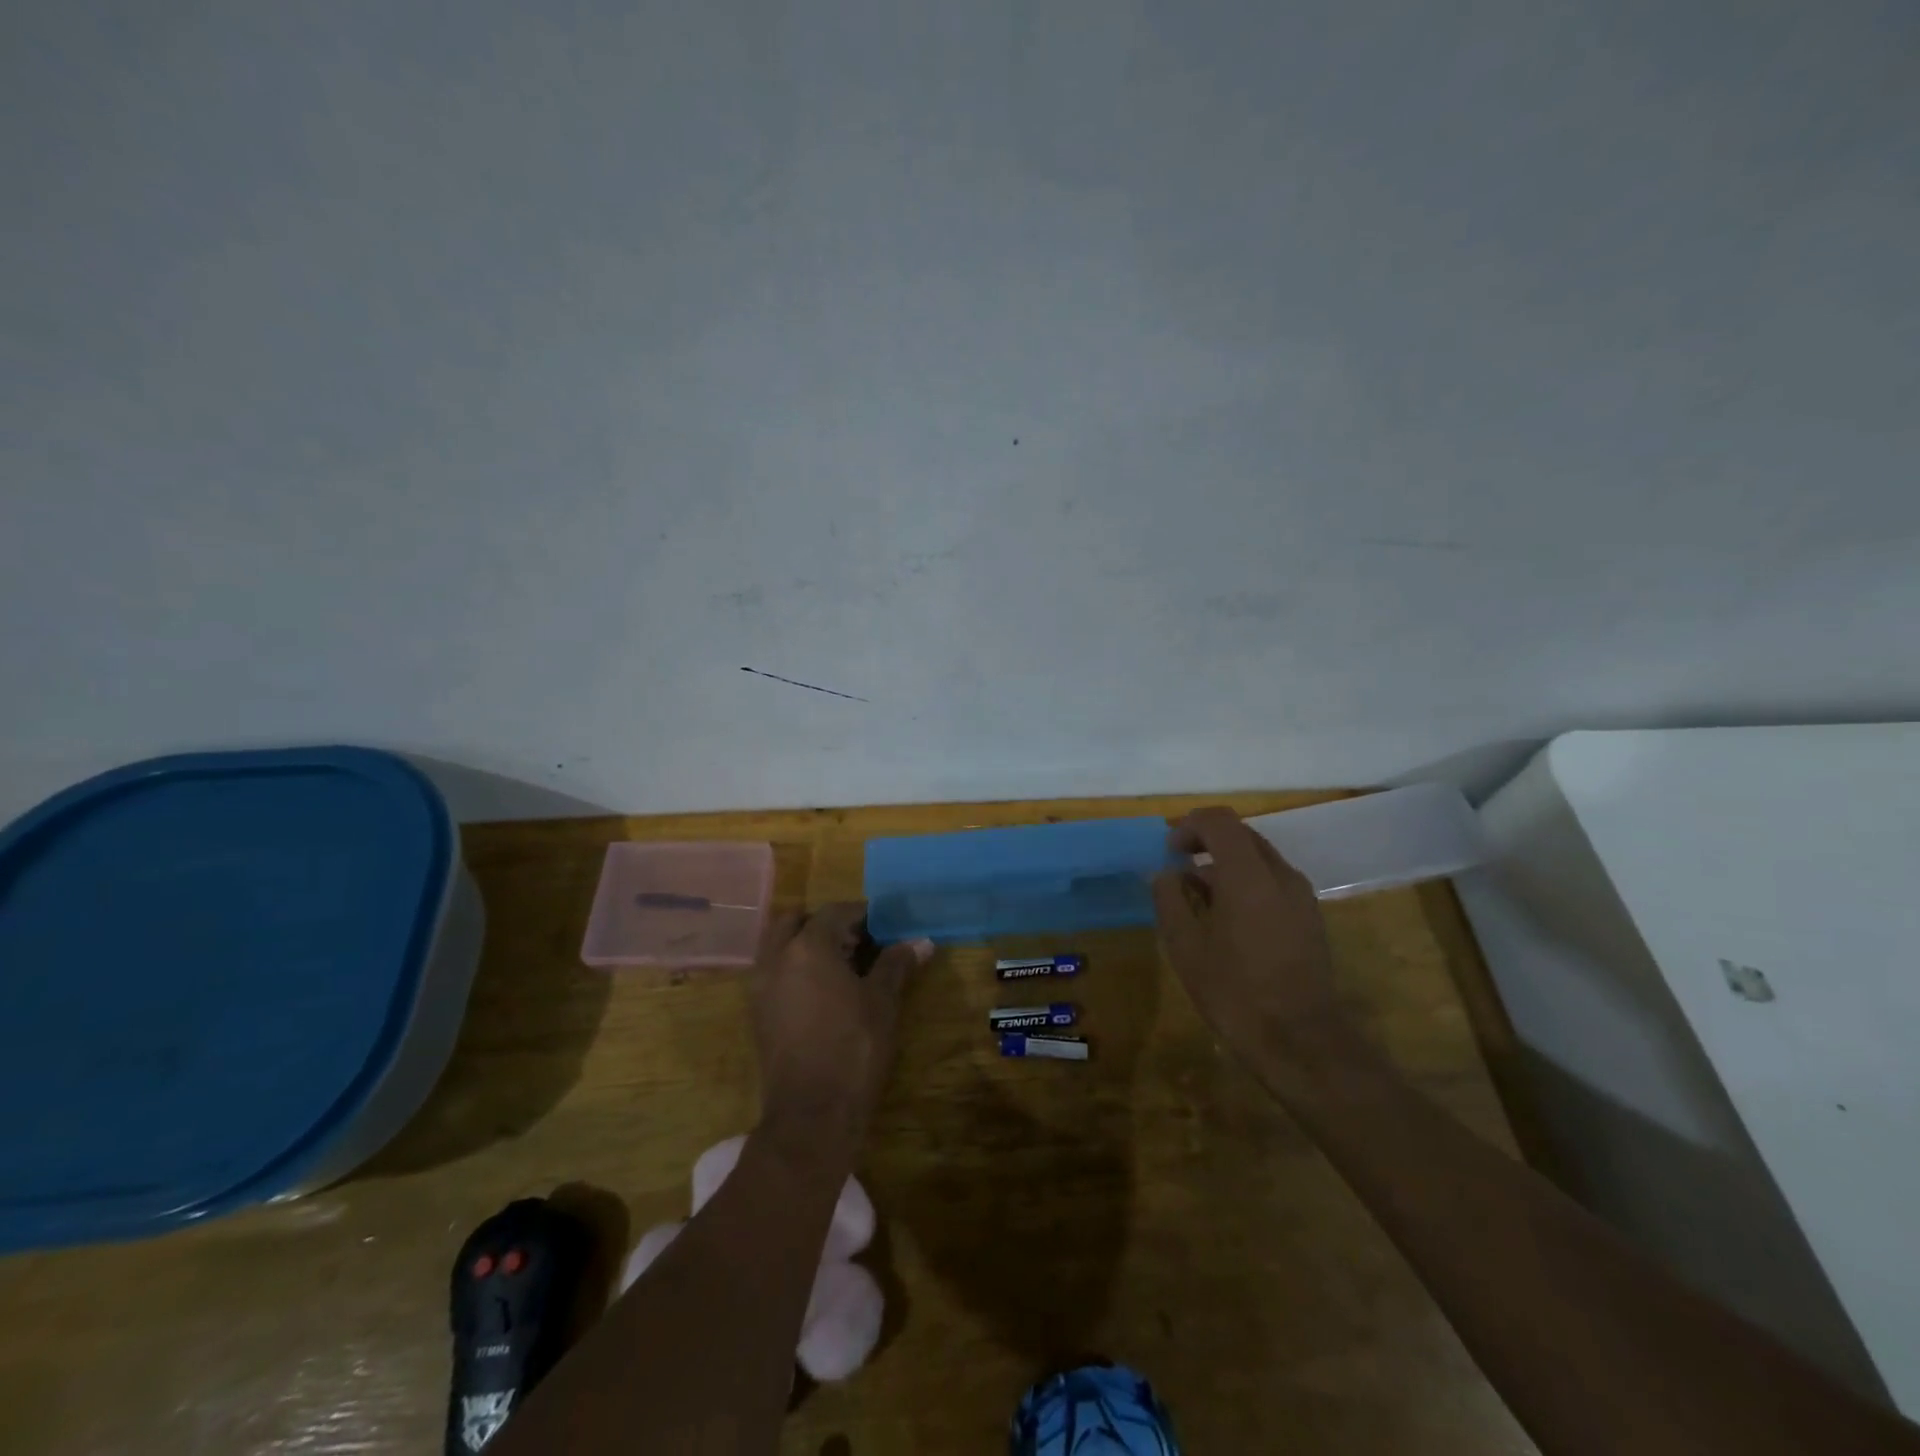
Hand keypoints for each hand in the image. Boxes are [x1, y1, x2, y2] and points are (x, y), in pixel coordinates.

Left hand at [749, 903, 932, 1148]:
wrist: (811, 1114)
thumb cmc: (853, 1048)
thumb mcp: (882, 1002)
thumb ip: (897, 964)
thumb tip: (922, 941)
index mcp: (807, 947)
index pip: (835, 912)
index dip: (862, 914)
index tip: (885, 924)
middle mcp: (776, 958)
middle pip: (797, 921)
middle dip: (826, 924)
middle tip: (858, 941)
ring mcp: (761, 986)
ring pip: (780, 946)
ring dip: (807, 945)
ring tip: (843, 966)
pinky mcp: (758, 1013)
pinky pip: (775, 973)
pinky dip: (795, 968)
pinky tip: (825, 992)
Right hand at [1152, 807, 1343, 1072]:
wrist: (1301, 1042)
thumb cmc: (1235, 992)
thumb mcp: (1185, 947)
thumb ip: (1170, 900)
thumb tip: (1165, 875)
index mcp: (1248, 875)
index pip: (1220, 821)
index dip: (1189, 826)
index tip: (1168, 851)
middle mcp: (1280, 875)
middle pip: (1241, 835)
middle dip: (1206, 842)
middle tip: (1177, 866)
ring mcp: (1301, 896)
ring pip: (1258, 859)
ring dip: (1225, 864)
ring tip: (1196, 897)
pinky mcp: (1309, 917)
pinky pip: (1272, 881)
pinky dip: (1245, 883)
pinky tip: (1226, 918)